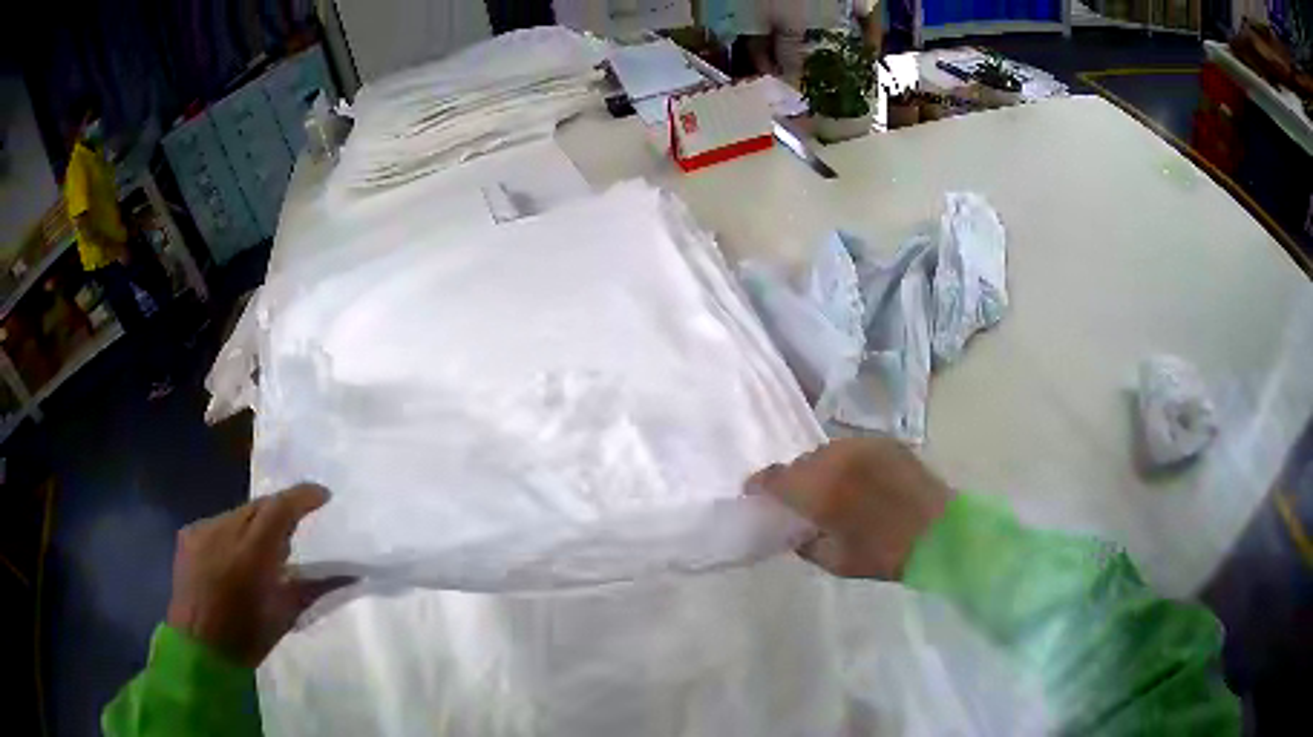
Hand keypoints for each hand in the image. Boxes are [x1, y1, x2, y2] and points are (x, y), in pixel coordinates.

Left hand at [166, 484, 351, 667]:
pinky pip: (218, 523)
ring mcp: (202, 530)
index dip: (301, 496)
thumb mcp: (284, 616)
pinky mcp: (188, 534)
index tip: (323, 495)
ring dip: (255, 524)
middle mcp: (222, 531)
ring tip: (264, 549)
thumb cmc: (246, 638)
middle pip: (258, 505)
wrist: (198, 649)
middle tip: (296, 528)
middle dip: (279, 511)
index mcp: (250, 554)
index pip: (278, 509)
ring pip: (238, 513)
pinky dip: (233, 533)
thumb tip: (348, 574)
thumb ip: (312, 588)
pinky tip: (235, 557)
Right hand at [752, 438, 952, 579]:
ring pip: (826, 452)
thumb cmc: (885, 553)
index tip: (754, 493)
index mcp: (820, 490)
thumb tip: (795, 532)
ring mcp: (863, 446)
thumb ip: (806, 544)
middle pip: (801, 463)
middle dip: (794, 480)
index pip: (776, 478)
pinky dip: (845, 462)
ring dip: (820, 469)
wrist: (940, 532)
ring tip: (830, 488)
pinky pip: (851, 448)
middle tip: (798, 499)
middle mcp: (837, 459)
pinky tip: (855, 480)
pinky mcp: (885, 442)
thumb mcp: (836, 562)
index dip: (760, 484)